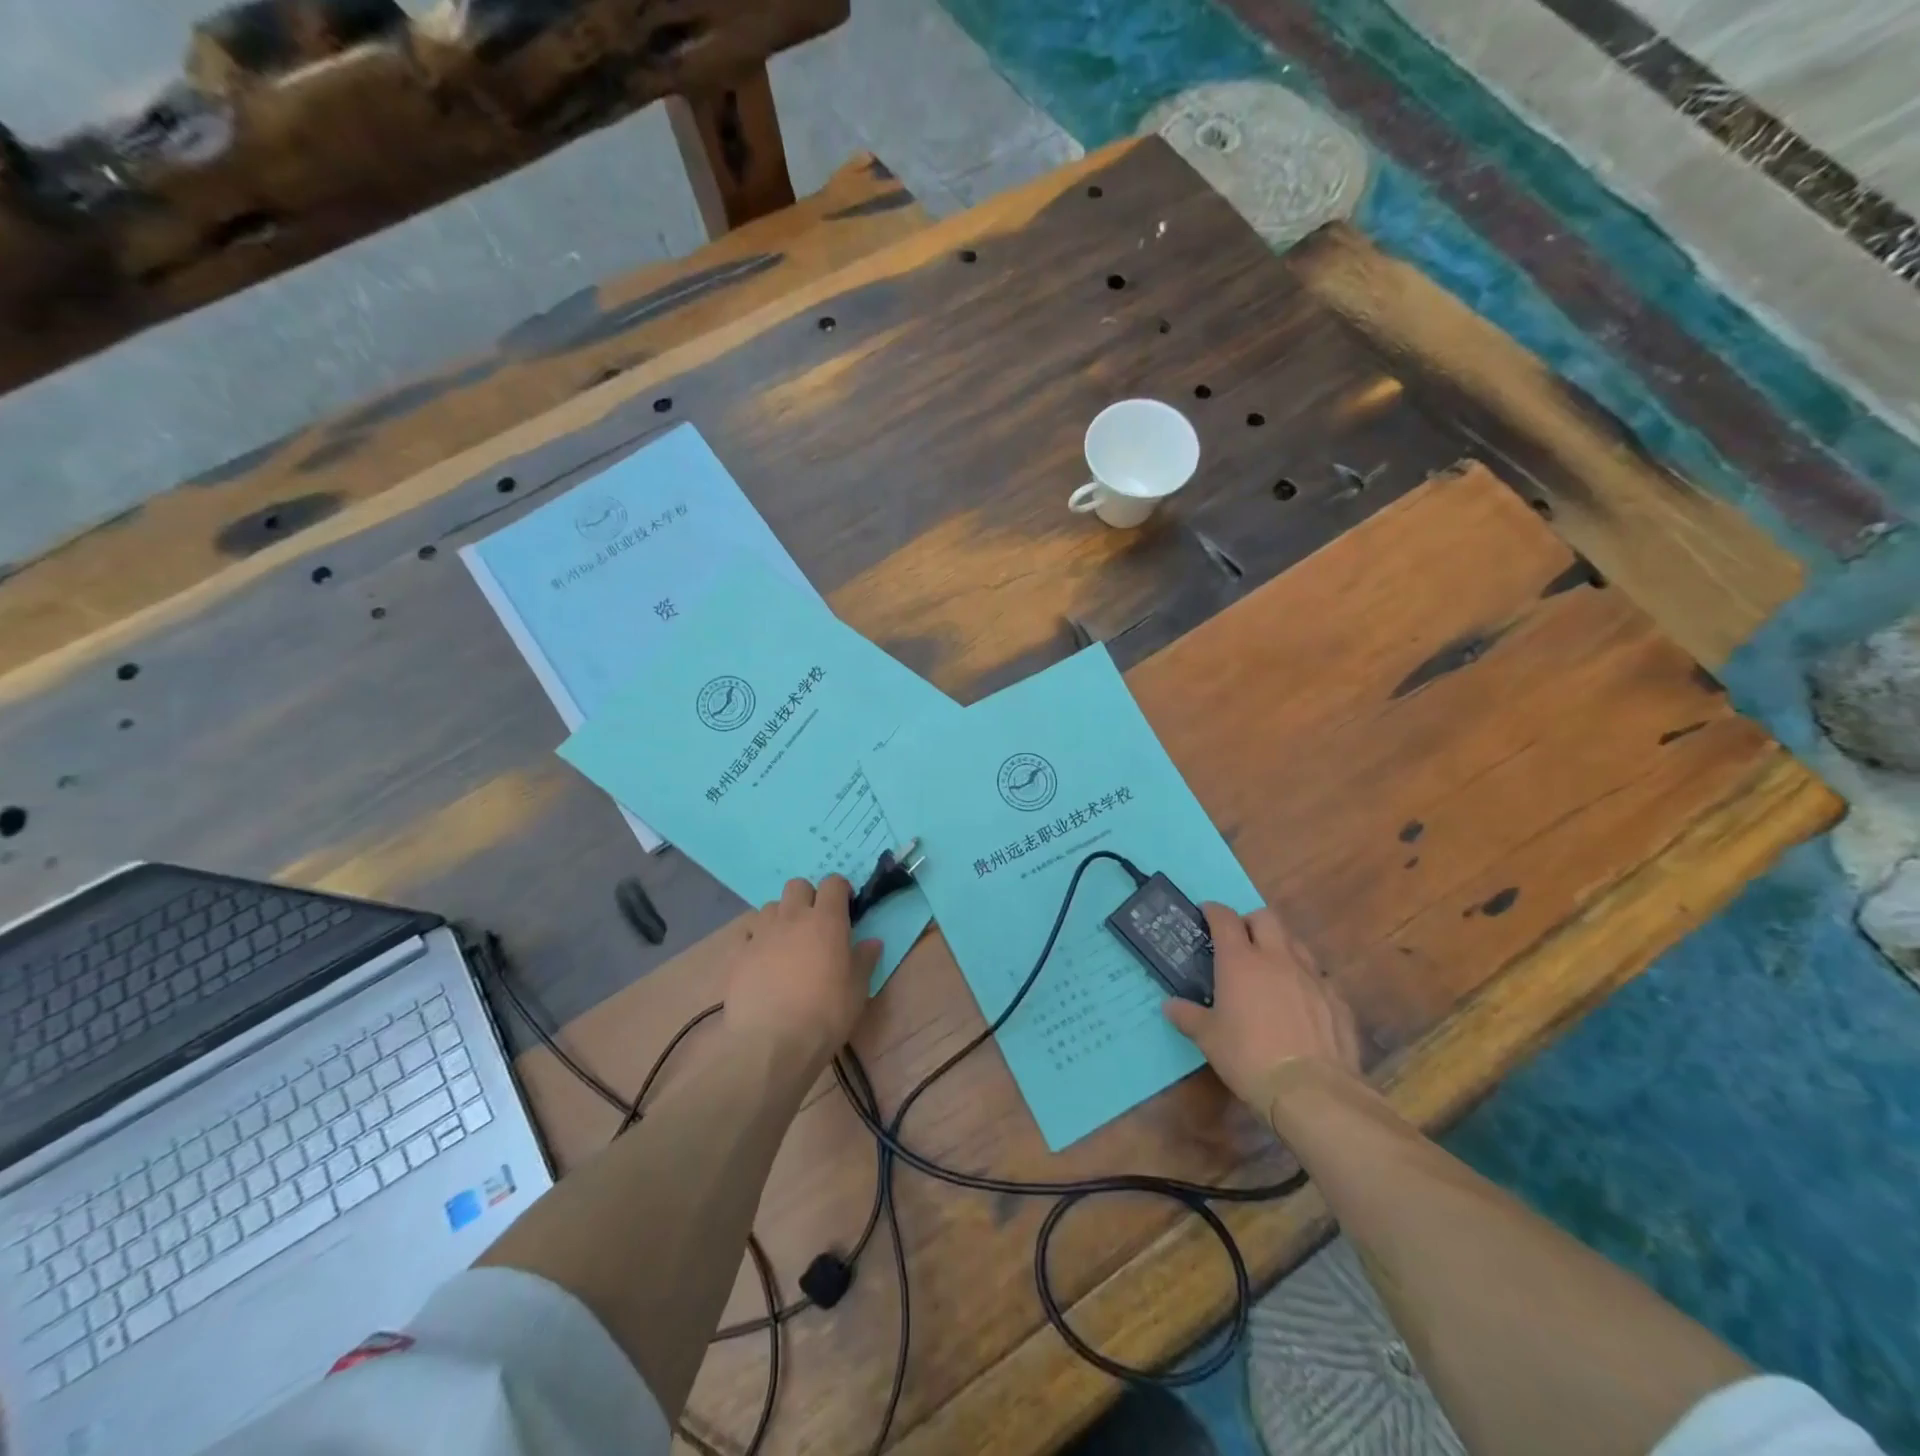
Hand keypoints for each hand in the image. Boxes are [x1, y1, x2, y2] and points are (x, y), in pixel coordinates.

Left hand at [723, 876, 881, 1066]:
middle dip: (808, 897)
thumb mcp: (858, 990)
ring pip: (771, 906)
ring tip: (787, 943)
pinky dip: (756, 939)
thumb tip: (872, 942)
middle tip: (816, 924)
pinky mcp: (738, 954)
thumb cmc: (825, 1013)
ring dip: (781, 917)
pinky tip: (762, 960)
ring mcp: (761, 933)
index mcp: (826, 920)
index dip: (840, 891)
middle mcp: (792, 917)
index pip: (833, 883)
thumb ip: (864, 960)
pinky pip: (748, 933)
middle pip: (797, 885)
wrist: (772, 1043)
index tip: (846, 907)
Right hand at [1162, 903, 1360, 1108]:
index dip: (1214, 911)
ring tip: (1271, 969)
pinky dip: (1305, 980)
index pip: (1225, 919)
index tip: (1206, 913)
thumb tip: (1170, 1005)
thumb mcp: (1208, 1039)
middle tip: (1241, 940)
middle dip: (1251, 922)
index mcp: (1240, 961)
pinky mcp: (1337, 999)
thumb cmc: (1249, 1057)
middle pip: (1266, 918)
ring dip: (1281, 947)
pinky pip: (1319, 977)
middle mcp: (1277, 958)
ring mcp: (1311, 976)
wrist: (1312, 1091)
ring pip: (1295, 943)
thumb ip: (1188, 1016)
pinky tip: (1301, 1002)